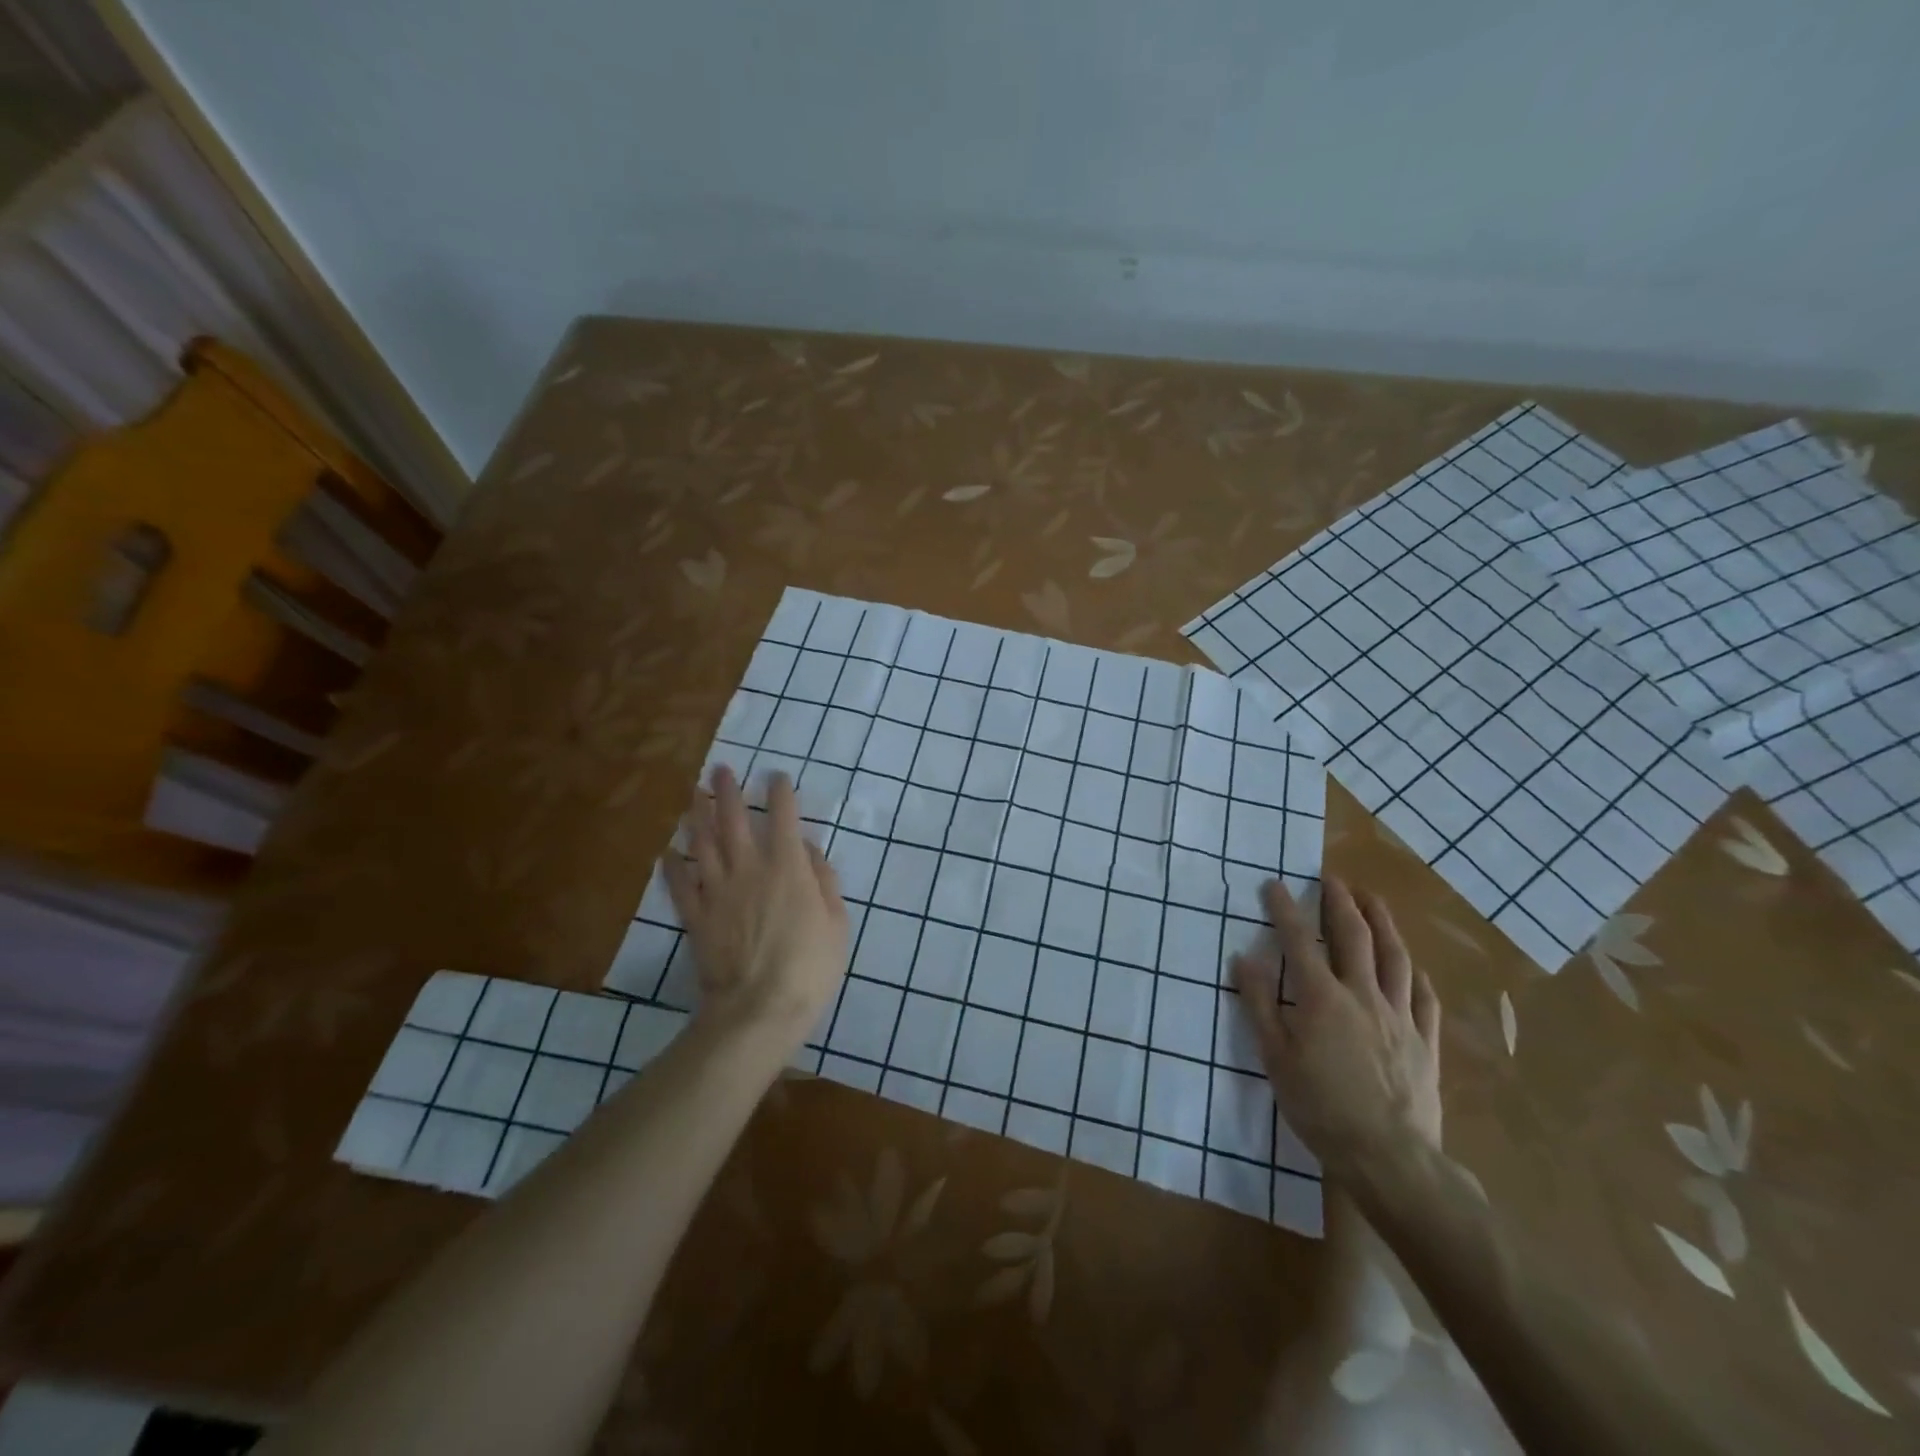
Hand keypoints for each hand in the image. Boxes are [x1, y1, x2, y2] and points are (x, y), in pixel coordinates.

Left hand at [663, 766, 849, 1045]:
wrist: (759, 1008)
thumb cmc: (809, 966)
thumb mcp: (836, 922)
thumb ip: (823, 880)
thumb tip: (808, 850)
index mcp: (787, 867)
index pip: (783, 818)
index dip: (781, 793)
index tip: (777, 776)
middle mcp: (749, 869)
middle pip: (734, 821)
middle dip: (728, 791)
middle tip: (720, 769)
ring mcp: (718, 891)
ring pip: (703, 843)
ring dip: (697, 815)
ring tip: (693, 793)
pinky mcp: (696, 916)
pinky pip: (680, 885)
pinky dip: (671, 866)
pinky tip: (666, 851)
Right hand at [1231, 876, 1441, 1181]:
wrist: (1390, 1158)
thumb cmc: (1321, 1108)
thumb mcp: (1275, 1058)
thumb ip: (1259, 1005)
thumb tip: (1243, 958)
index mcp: (1322, 999)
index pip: (1299, 941)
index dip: (1286, 909)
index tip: (1275, 884)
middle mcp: (1363, 996)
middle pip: (1355, 938)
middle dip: (1341, 903)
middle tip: (1332, 879)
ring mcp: (1400, 1017)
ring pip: (1395, 959)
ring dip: (1383, 923)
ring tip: (1373, 901)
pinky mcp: (1425, 1042)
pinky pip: (1424, 999)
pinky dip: (1416, 976)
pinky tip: (1413, 967)